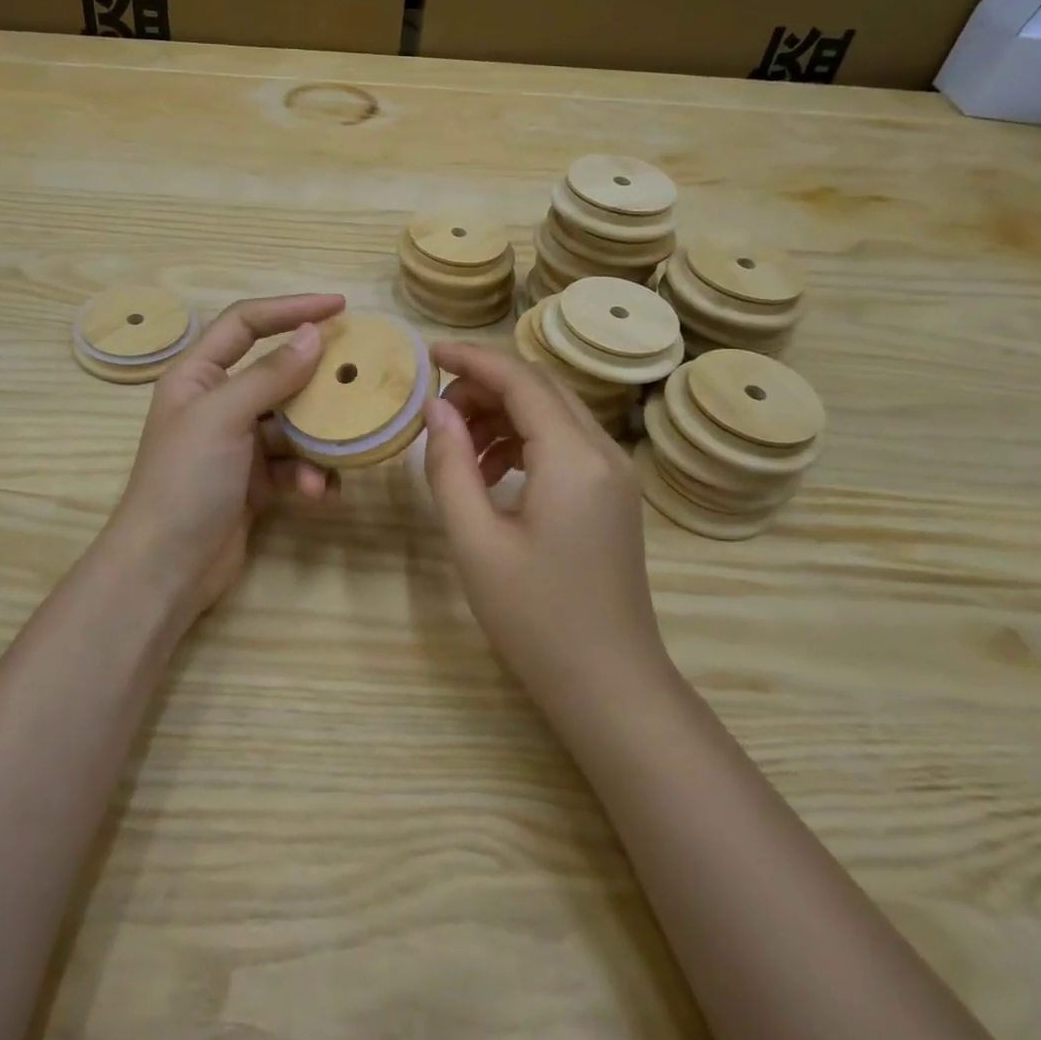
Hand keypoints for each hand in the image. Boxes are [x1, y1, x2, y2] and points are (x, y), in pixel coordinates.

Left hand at [107, 294, 345, 621]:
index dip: (290, 308)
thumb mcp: (224, 417)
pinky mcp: (255, 481)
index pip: (246, 323)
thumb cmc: (186, 480)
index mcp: (198, 375)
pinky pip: (294, 464)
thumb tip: (314, 334)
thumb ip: (271, 375)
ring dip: (318, 440)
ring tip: (342, 452)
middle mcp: (219, 402)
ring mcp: (238, 443)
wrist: (167, 568)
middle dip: (317, 379)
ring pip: (293, 423)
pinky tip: (321, 494)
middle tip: (360, 374)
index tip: (339, 307)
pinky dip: (311, 476)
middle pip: (278, 373)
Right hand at [421, 343, 667, 706]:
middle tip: (434, 414)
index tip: (427, 354)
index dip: (471, 359)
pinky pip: (563, 444)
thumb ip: (450, 466)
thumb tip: (435, 410)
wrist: (609, 685)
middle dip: (483, 388)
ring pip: (551, 414)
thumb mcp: (476, 540)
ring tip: (456, 450)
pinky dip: (522, 443)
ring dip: (501, 416)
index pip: (520, 379)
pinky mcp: (612, 495)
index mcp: (574, 457)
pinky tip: (489, 475)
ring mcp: (614, 474)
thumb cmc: (536, 617)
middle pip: (539, 389)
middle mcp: (603, 452)